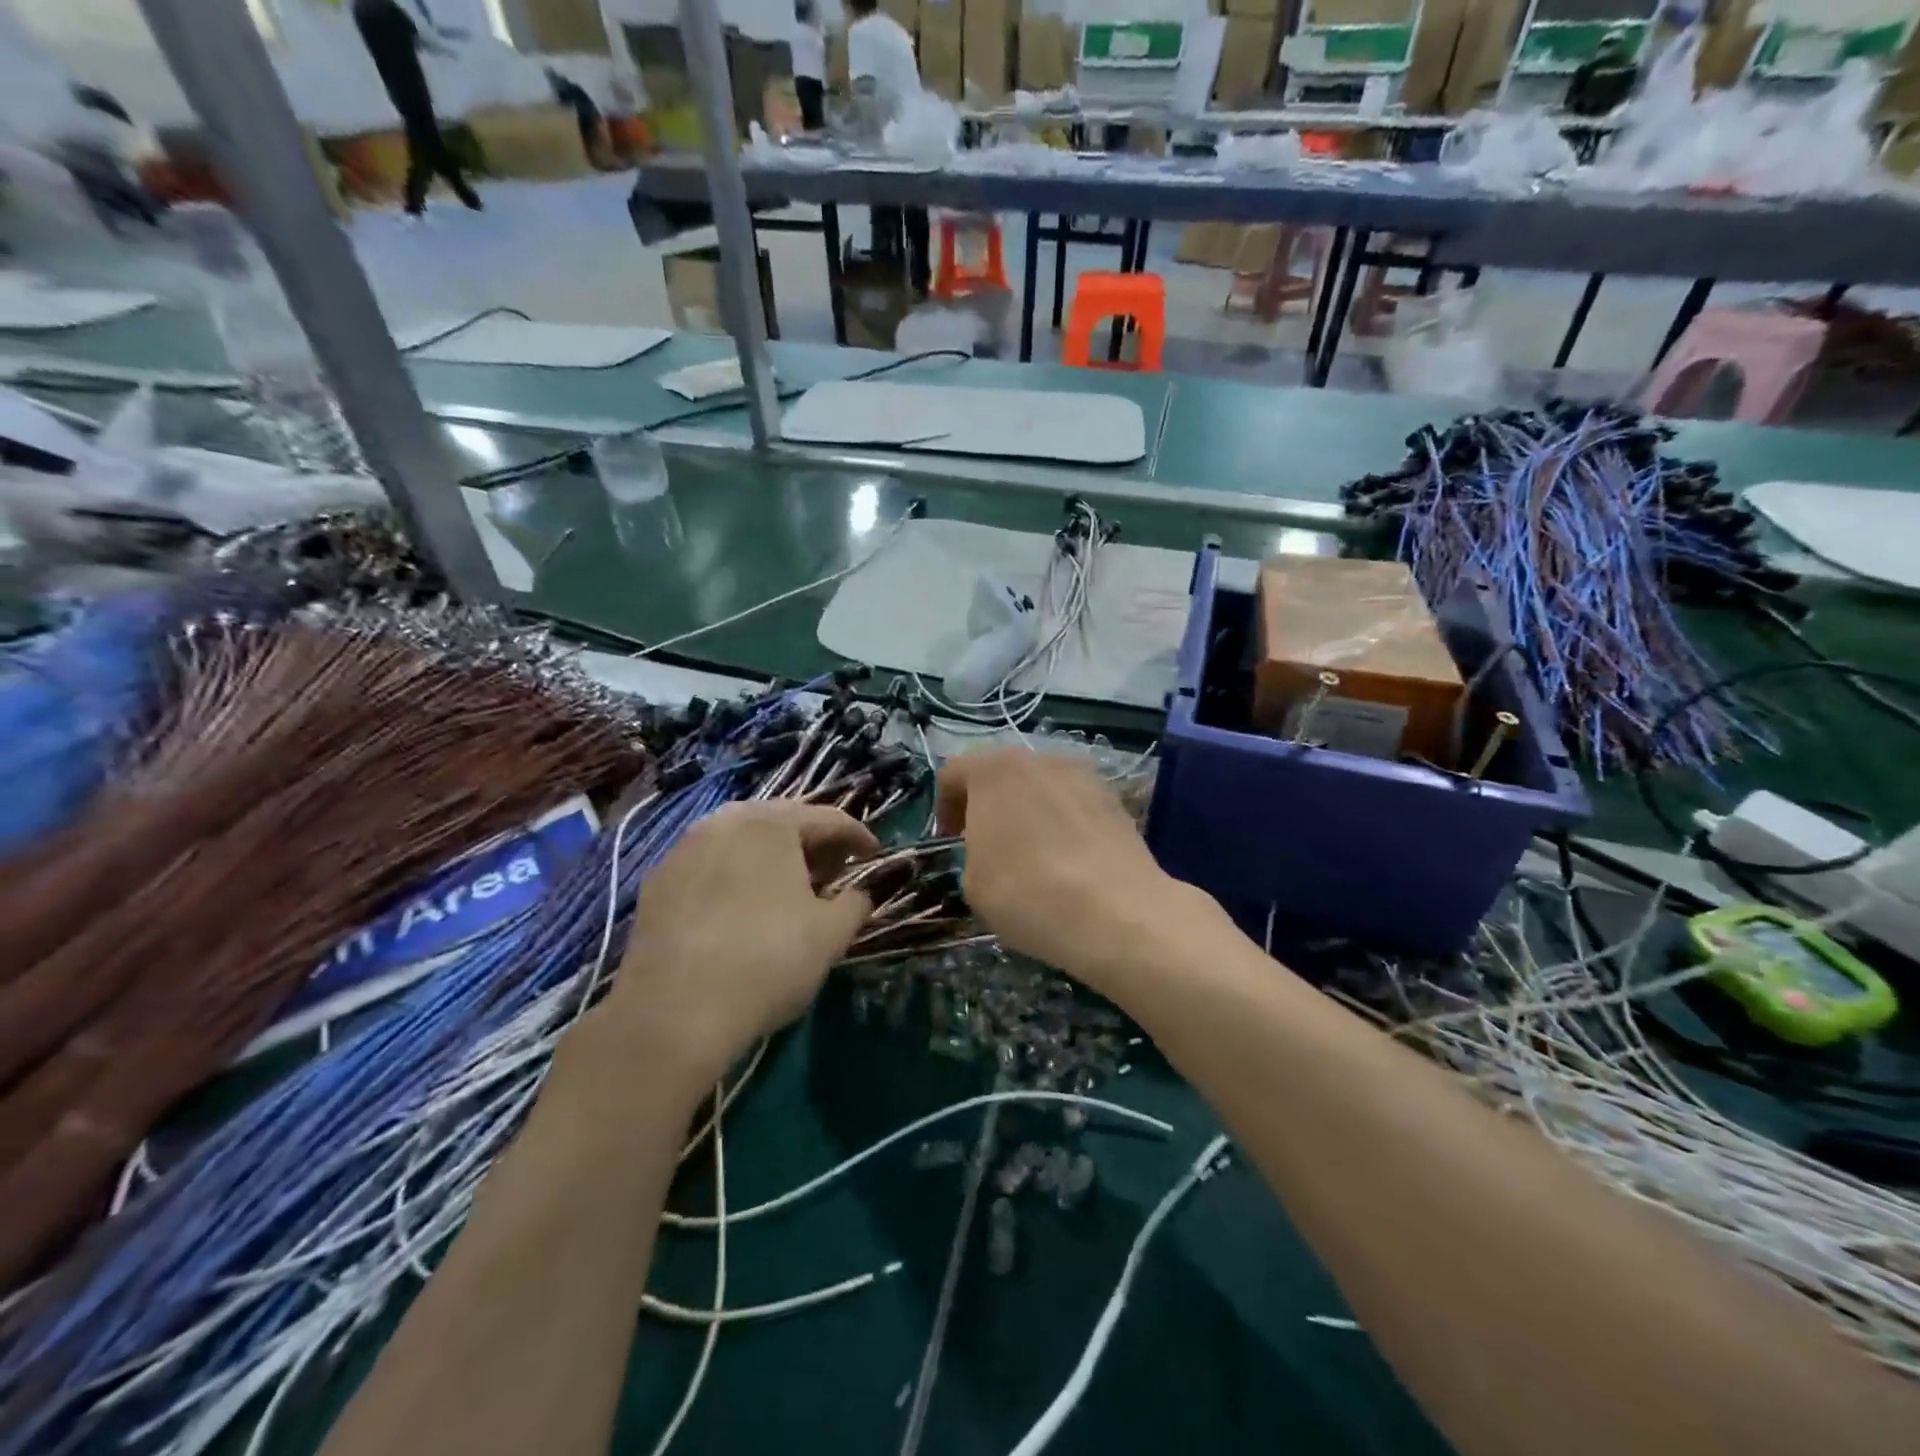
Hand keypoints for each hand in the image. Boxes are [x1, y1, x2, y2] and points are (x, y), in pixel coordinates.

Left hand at [606, 802, 876, 1078]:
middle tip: (835, 873)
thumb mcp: (831, 934)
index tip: (875, 857)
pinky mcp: (657, 882)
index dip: (859, 838)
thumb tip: (863, 892)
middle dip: (814, 845)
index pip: (830, 819)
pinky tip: (743, 910)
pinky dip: (736, 877)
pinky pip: (711, 867)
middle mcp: (725, 821)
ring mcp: (684, 849)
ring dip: (773, 860)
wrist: (673, 1012)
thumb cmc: (767, 960)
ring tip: (791, 891)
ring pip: (742, 843)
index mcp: (772, 822)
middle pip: (783, 823)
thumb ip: (857, 902)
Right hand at [936, 750, 1204, 990]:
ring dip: (1029, 809)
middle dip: (990, 802)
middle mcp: (1039, 759)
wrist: (1115, 912)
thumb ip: (974, 851)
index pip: (954, 772)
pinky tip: (1068, 858)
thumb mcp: (973, 883)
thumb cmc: (1027, 893)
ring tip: (1033, 851)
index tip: (950, 838)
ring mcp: (1083, 775)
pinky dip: (1063, 821)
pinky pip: (1074, 803)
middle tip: (988, 842)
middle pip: (1002, 772)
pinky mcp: (1114, 798)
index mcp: (994, 771)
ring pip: (1042, 785)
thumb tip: (995, 848)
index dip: (945, 805)